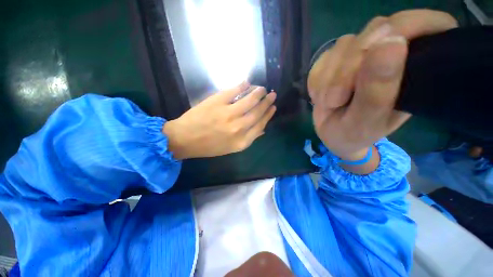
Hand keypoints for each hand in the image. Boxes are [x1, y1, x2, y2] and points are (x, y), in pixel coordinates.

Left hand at [163, 83, 276, 159]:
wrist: (185, 139)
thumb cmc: (209, 146)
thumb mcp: (231, 148)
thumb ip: (248, 139)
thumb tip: (262, 129)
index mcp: (242, 141)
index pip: (261, 125)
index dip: (268, 115)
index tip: (273, 107)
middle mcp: (238, 128)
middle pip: (257, 112)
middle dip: (267, 102)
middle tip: (272, 94)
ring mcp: (228, 114)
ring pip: (249, 100)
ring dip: (258, 93)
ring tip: (262, 88)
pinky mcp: (217, 102)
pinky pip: (234, 91)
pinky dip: (242, 86)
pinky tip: (247, 83)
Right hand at [308, 10, 457, 166]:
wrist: (331, 133)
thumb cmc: (353, 134)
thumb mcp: (365, 122)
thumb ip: (377, 91)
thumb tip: (390, 42)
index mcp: (418, 68)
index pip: (430, 24)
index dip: (408, 28)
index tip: (378, 54)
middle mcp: (394, 52)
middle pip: (377, 30)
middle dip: (349, 67)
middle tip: (336, 100)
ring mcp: (363, 52)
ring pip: (345, 44)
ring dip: (328, 78)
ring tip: (328, 102)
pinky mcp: (339, 58)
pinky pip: (324, 57)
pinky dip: (317, 79)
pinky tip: (320, 95)